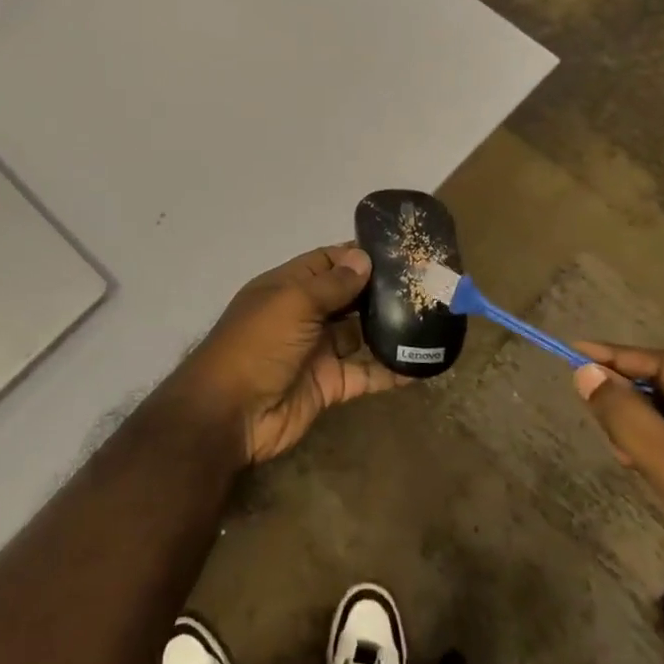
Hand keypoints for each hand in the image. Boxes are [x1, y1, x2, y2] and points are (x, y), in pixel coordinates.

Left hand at [175, 245, 405, 464]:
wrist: (231, 412)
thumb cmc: (258, 344)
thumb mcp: (293, 303)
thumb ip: (331, 284)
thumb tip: (363, 258)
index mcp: (288, 287)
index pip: (327, 262)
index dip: (358, 255)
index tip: (399, 250)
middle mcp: (304, 314)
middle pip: (347, 297)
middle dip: (380, 290)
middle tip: (426, 283)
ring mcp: (318, 351)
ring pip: (360, 334)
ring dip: (389, 328)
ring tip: (431, 318)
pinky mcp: (330, 385)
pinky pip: (365, 373)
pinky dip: (390, 370)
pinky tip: (421, 365)